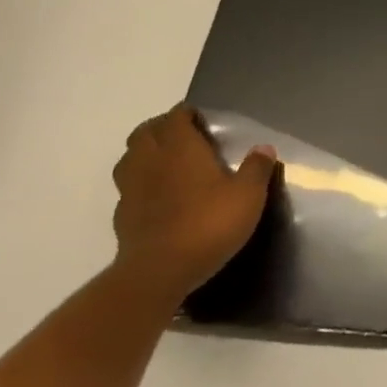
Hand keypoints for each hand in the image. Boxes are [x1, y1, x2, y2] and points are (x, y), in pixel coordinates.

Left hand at [110, 105, 276, 303]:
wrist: (160, 272)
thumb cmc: (208, 223)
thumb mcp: (248, 195)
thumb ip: (256, 168)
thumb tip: (263, 148)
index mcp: (180, 147)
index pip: (176, 116)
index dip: (187, 113)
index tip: (201, 119)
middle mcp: (151, 160)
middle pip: (145, 132)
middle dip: (161, 128)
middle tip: (183, 136)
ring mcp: (131, 189)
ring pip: (130, 158)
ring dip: (145, 154)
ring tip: (166, 162)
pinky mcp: (122, 216)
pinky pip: (128, 189)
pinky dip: (140, 184)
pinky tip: (157, 198)